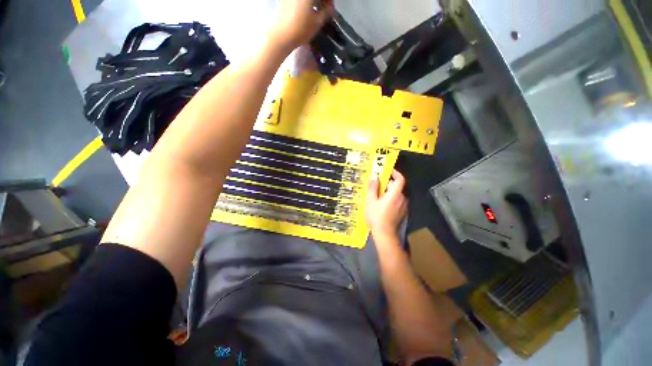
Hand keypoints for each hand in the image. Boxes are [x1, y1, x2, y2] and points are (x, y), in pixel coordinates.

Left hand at [269, 0, 333, 50]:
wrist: (282, 35)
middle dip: (321, 0)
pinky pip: (298, 0)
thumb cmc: (301, 29)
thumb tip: (331, 9)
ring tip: (316, 11)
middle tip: (325, 9)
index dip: (329, 0)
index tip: (331, 9)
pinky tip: (306, 11)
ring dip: (313, 1)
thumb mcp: (317, 22)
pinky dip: (305, 3)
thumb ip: (326, 13)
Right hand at [366, 170, 407, 238]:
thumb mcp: (371, 201)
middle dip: (387, 185)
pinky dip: (391, 200)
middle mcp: (402, 198)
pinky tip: (382, 206)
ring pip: (396, 195)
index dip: (395, 173)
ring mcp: (404, 206)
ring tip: (377, 197)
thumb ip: (373, 188)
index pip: (400, 179)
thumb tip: (374, 177)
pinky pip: (397, 201)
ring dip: (388, 193)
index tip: (387, 171)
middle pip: (396, 187)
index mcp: (395, 194)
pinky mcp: (403, 212)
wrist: (385, 234)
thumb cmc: (377, 216)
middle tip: (376, 187)